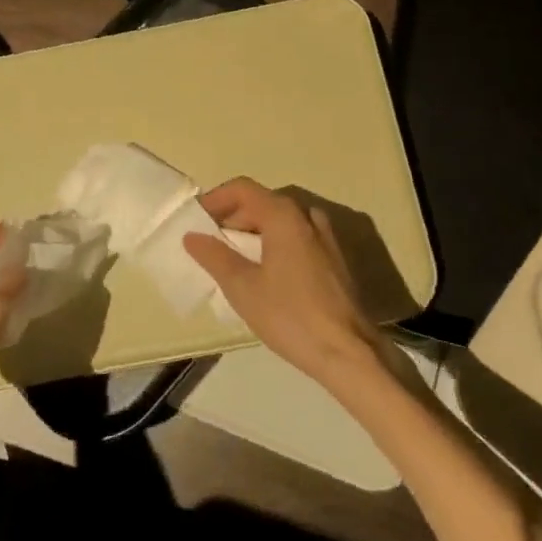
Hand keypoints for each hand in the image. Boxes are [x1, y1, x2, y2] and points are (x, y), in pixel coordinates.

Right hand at [185, 177, 382, 388]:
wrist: (349, 352)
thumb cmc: (291, 316)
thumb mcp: (243, 288)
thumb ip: (215, 256)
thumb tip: (192, 236)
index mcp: (284, 215)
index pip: (242, 189)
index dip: (215, 199)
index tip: (195, 219)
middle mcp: (306, 215)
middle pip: (262, 201)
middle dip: (232, 216)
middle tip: (209, 241)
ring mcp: (325, 235)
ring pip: (280, 219)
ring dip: (253, 230)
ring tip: (232, 256)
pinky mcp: (334, 257)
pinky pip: (296, 236)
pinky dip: (274, 242)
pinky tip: (263, 270)